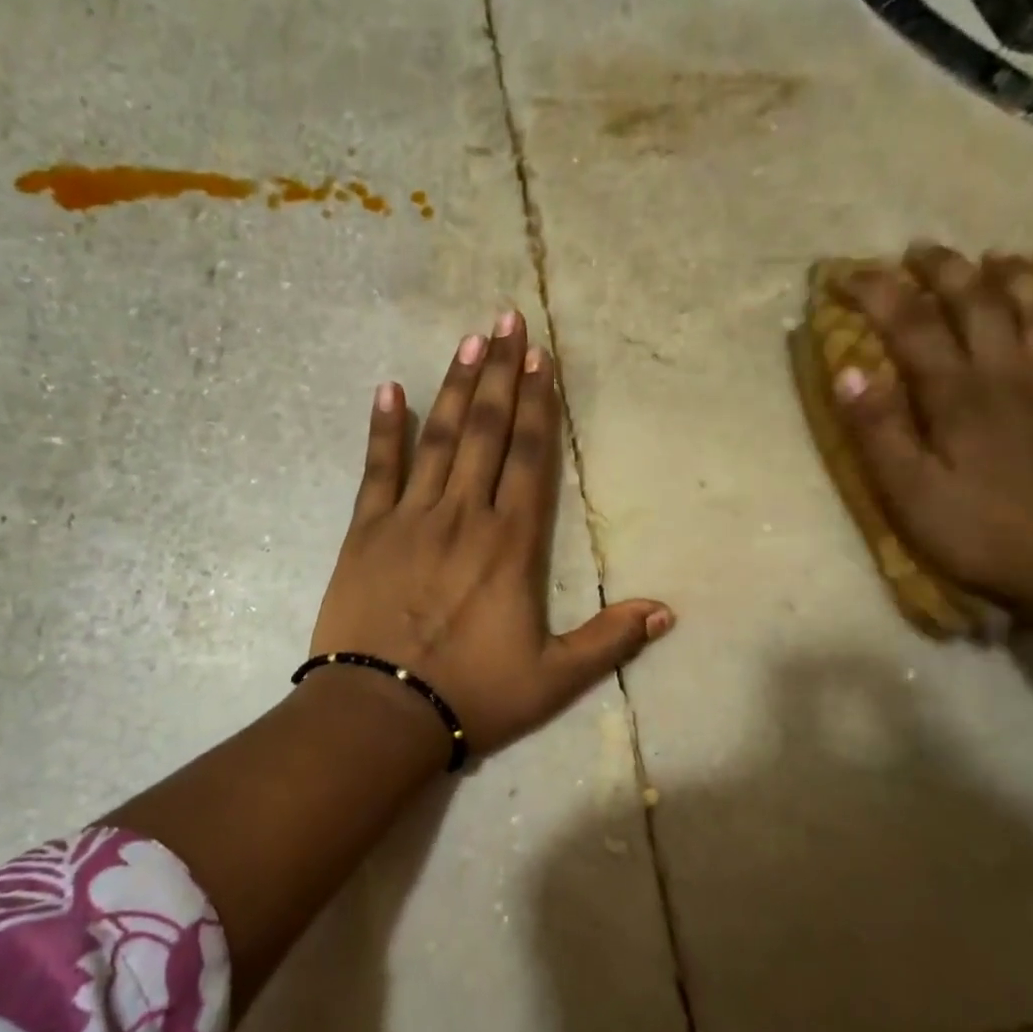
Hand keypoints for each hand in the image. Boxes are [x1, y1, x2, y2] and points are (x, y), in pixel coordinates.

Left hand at [309, 309, 673, 757]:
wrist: (381, 711)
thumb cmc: (471, 694)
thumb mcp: (552, 678)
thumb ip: (609, 641)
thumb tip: (666, 611)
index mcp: (510, 544)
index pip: (529, 457)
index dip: (537, 404)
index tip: (541, 357)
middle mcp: (463, 516)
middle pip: (486, 431)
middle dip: (500, 373)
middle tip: (506, 319)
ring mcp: (410, 518)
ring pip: (437, 438)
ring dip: (455, 387)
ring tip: (468, 340)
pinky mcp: (366, 531)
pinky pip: (377, 469)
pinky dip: (383, 429)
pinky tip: (389, 390)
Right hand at [834, 244, 1032, 612]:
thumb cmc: (977, 533)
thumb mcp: (906, 490)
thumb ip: (877, 429)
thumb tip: (850, 371)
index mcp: (958, 394)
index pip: (912, 326)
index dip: (878, 293)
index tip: (847, 273)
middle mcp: (1011, 376)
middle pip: (981, 304)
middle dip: (948, 270)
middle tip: (922, 249)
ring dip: (1022, 281)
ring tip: (1002, 258)